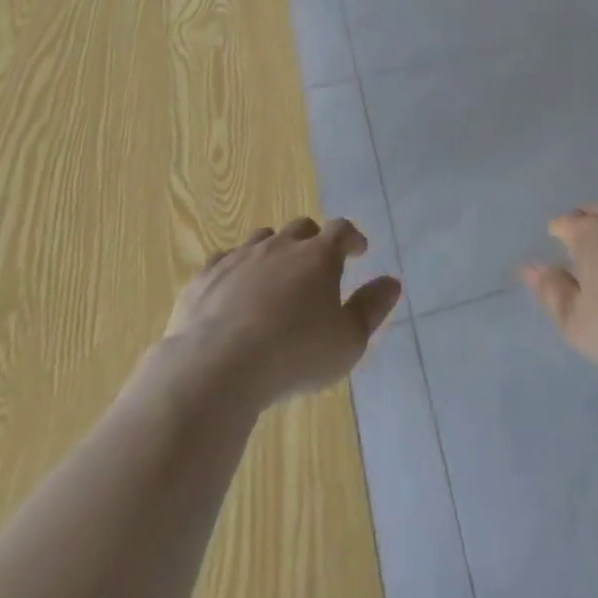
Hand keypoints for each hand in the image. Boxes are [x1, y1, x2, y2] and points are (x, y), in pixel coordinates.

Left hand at [157, 217, 401, 411]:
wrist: (216, 368)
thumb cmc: (294, 354)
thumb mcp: (348, 341)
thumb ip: (372, 308)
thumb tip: (392, 282)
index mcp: (318, 256)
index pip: (342, 230)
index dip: (352, 238)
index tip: (358, 250)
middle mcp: (280, 246)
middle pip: (301, 229)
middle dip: (313, 241)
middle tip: (317, 263)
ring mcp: (239, 258)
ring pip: (262, 239)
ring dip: (274, 251)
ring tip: (275, 274)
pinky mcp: (205, 278)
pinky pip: (224, 261)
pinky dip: (235, 270)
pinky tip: (233, 289)